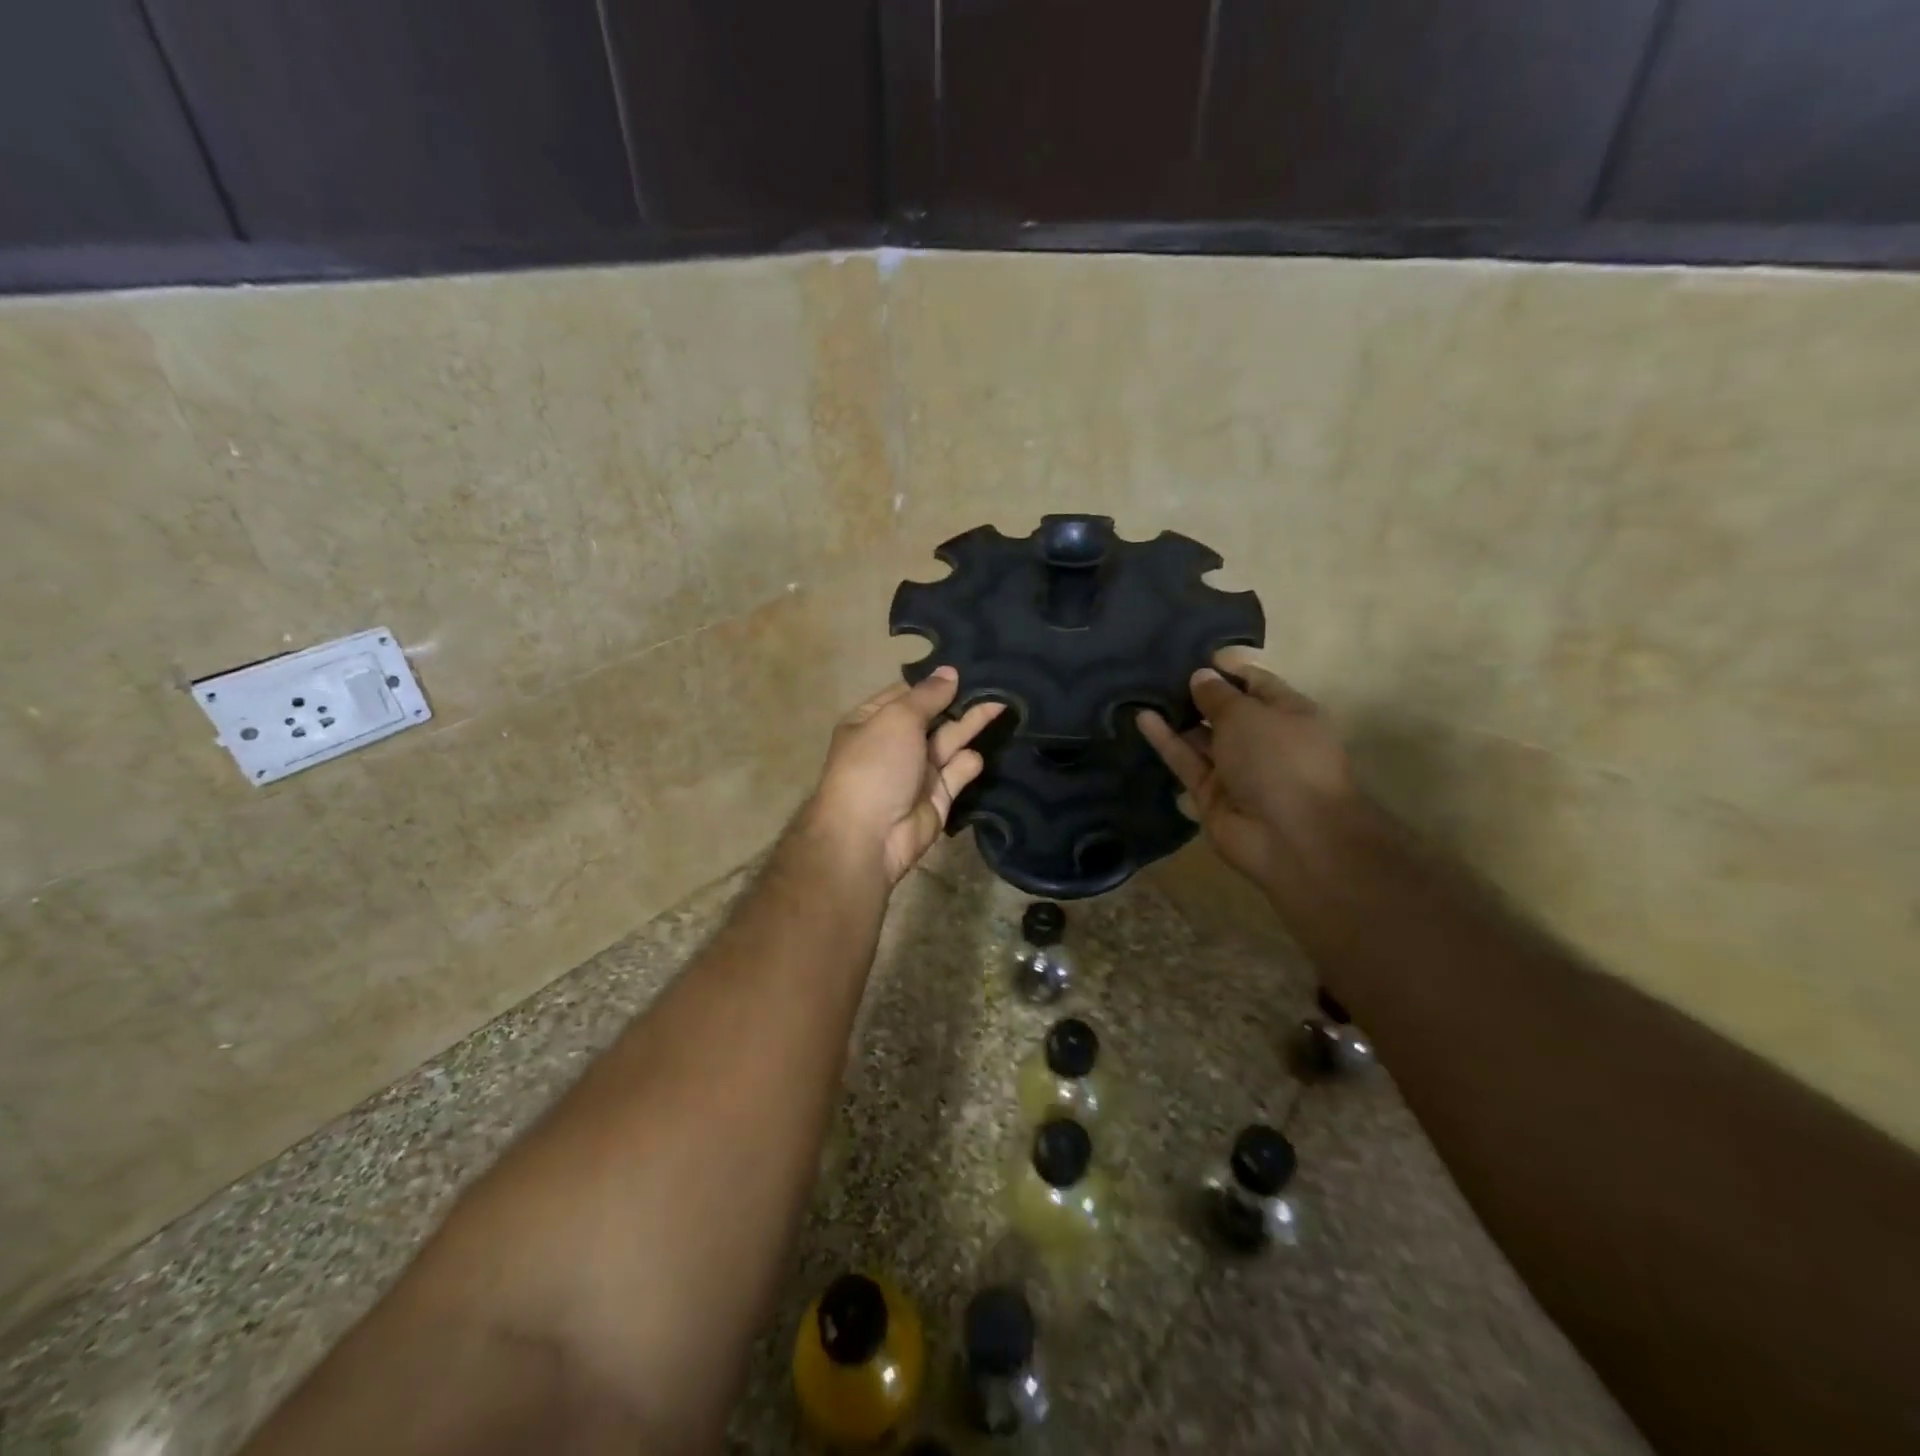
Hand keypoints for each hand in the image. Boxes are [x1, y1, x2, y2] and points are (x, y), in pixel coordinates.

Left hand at [805, 668, 1004, 885]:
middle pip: (933, 717)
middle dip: (960, 701)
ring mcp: (916, 772)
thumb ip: (928, 696)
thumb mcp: (898, 719)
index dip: (935, 682)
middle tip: (997, 680)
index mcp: (872, 721)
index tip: (968, 665)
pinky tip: (977, 753)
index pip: (907, 693)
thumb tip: (949, 671)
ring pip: (949, 742)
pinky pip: (957, 773)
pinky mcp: (937, 798)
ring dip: (971, 724)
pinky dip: (968, 763)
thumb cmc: (876, 765)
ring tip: (1003, 702)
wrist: (869, 836)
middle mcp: (894, 744)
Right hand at [1138, 660, 1363, 903]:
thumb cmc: (1280, 759)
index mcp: (1289, 714)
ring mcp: (1237, 770)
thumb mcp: (1248, 714)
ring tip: (1144, 689)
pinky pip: (1187, 762)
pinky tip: (1142, 717)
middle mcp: (1264, 740)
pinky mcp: (1211, 795)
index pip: (1257, 683)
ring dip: (1178, 716)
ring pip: (1202, 738)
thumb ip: (1218, 695)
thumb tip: (1200, 677)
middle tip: (1160, 671)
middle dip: (1198, 693)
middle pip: (1227, 712)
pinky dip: (1167, 741)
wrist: (1291, 836)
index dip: (1228, 668)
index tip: (1196, 654)